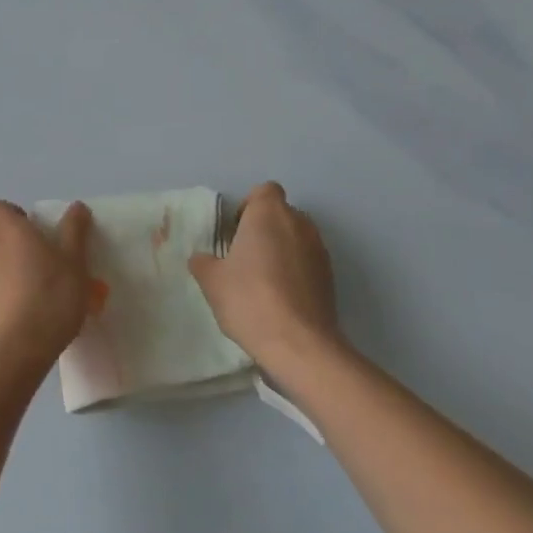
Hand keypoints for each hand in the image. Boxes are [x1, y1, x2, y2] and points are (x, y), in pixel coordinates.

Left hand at [0, 200, 93, 376]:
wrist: (12, 353)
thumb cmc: (50, 298)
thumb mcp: (74, 262)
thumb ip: (74, 231)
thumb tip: (76, 207)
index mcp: (7, 231)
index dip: (16, 216)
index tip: (37, 233)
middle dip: (10, 245)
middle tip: (39, 265)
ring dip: (3, 273)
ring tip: (30, 297)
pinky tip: (16, 323)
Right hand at [189, 182, 343, 374]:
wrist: (299, 342)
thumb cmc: (249, 299)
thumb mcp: (212, 281)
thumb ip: (203, 262)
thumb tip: (202, 258)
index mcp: (269, 214)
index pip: (264, 191)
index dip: (249, 206)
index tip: (236, 232)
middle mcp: (299, 223)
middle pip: (281, 214)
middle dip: (264, 229)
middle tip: (244, 257)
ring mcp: (319, 249)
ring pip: (296, 237)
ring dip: (282, 250)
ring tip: (263, 280)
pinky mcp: (331, 275)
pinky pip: (308, 261)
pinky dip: (296, 271)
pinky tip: (281, 298)